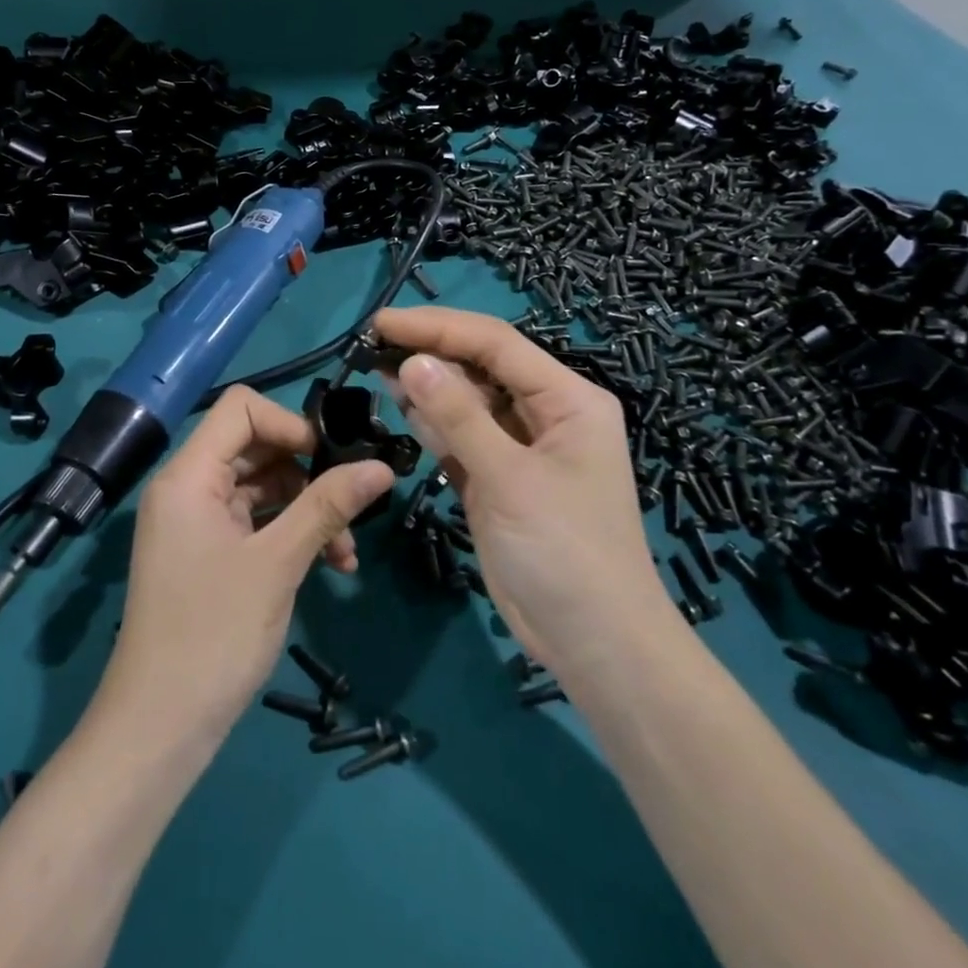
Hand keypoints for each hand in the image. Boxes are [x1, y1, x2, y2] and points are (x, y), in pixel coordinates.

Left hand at [94, 386, 393, 748]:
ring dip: (308, 510)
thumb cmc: (213, 634)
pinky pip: (256, 523)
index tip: (328, 460)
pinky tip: (332, 565)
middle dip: (308, 474)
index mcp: (189, 475)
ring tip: (346, 553)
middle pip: (256, 447)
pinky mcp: (208, 553)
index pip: (241, 408)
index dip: (289, 423)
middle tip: (351, 506)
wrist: (158, 729)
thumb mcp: (277, 563)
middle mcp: (187, 488)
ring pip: (262, 488)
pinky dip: (291, 535)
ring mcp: (196, 522)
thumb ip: (327, 506)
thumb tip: (383, 467)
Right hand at [375, 306, 667, 679]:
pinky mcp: (500, 478)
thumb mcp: (509, 478)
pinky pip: (463, 436)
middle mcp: (547, 413)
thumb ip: (458, 416)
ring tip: (379, 370)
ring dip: (428, 386)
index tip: (382, 323)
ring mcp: (522, 447)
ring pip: (469, 400)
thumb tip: (411, 361)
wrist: (595, 645)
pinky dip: (434, 424)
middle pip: (482, 366)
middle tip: (373, 347)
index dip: (438, 327)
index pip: (496, 344)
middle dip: (431, 353)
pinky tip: (402, 411)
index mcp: (568, 399)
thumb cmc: (564, 553)